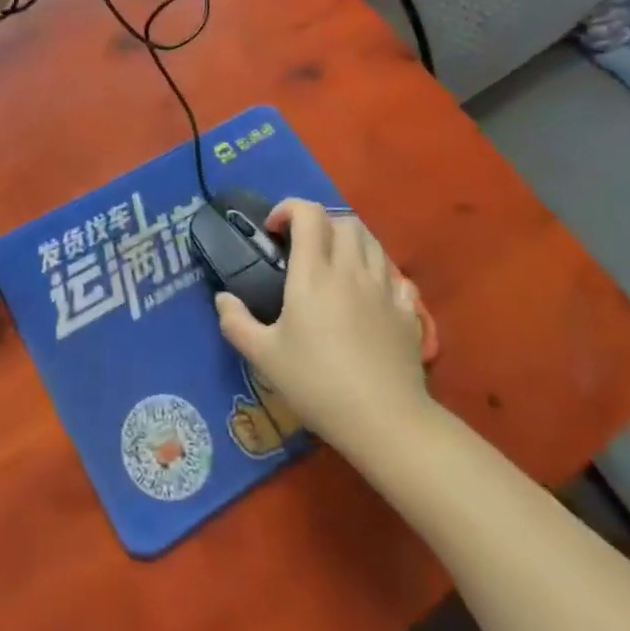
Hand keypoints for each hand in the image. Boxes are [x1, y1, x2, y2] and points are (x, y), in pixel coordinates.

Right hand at [214, 199, 432, 458]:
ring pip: (371, 240)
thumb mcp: (264, 357)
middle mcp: (350, 270)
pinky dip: (379, 271)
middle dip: (320, 223)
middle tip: (302, 247)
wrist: (385, 421)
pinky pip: (395, 274)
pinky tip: (368, 292)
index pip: (308, 213)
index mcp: (314, 273)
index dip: (288, 209)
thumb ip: (236, 322)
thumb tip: (222, 299)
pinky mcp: (407, 310)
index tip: (273, 231)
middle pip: (342, 220)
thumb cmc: (318, 384)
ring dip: (350, 240)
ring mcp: (384, 288)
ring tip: (334, 263)